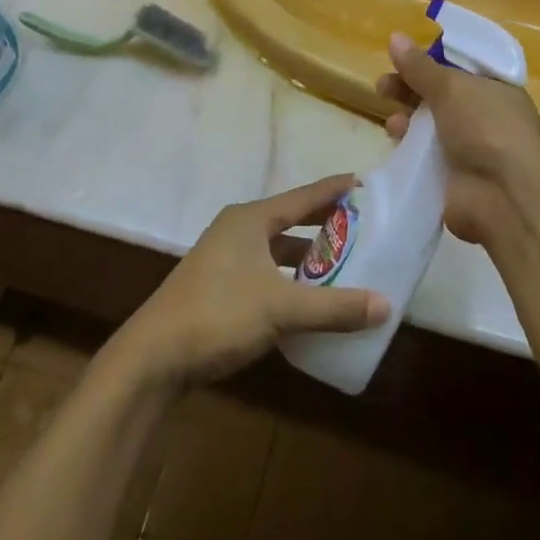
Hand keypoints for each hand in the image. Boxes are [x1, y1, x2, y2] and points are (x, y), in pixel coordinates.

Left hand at [113, 175, 389, 388]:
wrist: (154, 357)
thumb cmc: (219, 315)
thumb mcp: (282, 309)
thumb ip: (335, 307)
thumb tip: (386, 305)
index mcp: (251, 220)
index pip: (302, 197)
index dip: (333, 190)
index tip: (361, 182)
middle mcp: (237, 230)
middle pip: (290, 220)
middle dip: (323, 223)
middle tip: (360, 224)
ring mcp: (223, 258)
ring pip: (276, 249)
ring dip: (305, 257)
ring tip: (340, 264)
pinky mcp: (217, 286)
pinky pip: (264, 272)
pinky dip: (288, 279)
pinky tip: (306, 299)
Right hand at [375, 31, 539, 244]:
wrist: (503, 194)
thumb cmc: (485, 127)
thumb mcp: (451, 87)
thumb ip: (420, 66)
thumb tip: (395, 37)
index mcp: (495, 89)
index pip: (461, 68)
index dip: (433, 60)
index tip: (405, 56)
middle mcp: (484, 116)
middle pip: (440, 95)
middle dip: (411, 88)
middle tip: (384, 85)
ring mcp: (468, 148)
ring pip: (429, 125)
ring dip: (407, 117)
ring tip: (391, 117)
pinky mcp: (451, 175)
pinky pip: (423, 153)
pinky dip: (408, 143)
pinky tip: (395, 137)